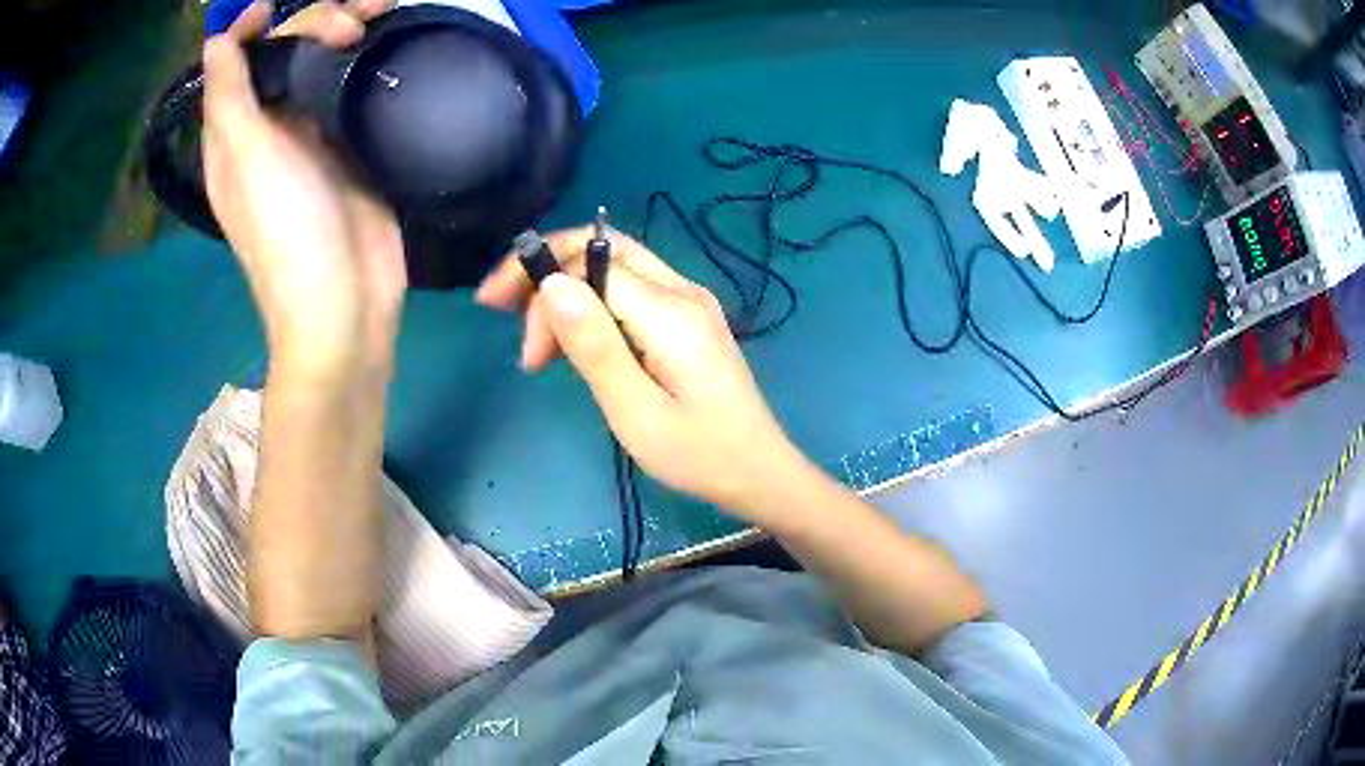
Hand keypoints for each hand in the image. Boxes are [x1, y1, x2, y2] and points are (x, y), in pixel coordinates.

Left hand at [202, 0, 403, 376]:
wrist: (344, 303)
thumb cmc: (286, 234)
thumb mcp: (248, 160)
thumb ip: (229, 98)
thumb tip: (215, 42)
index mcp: (235, 135)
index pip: (239, 65)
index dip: (251, 30)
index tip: (274, 7)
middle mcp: (270, 130)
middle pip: (287, 58)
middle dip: (315, 25)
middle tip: (351, 28)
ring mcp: (314, 139)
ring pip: (323, 68)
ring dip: (347, 35)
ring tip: (381, 16)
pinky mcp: (351, 149)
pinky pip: (354, 91)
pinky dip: (369, 63)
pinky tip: (388, 47)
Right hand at [475, 228, 811, 518]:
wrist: (760, 474)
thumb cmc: (699, 456)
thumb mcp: (636, 412)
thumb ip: (594, 346)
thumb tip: (550, 283)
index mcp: (670, 311)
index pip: (588, 262)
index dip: (539, 282)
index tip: (508, 329)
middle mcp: (682, 291)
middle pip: (600, 249)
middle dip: (546, 271)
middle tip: (504, 316)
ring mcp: (690, 302)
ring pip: (613, 266)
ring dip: (566, 289)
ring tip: (537, 345)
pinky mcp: (689, 319)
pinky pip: (629, 290)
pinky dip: (591, 304)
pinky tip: (573, 341)